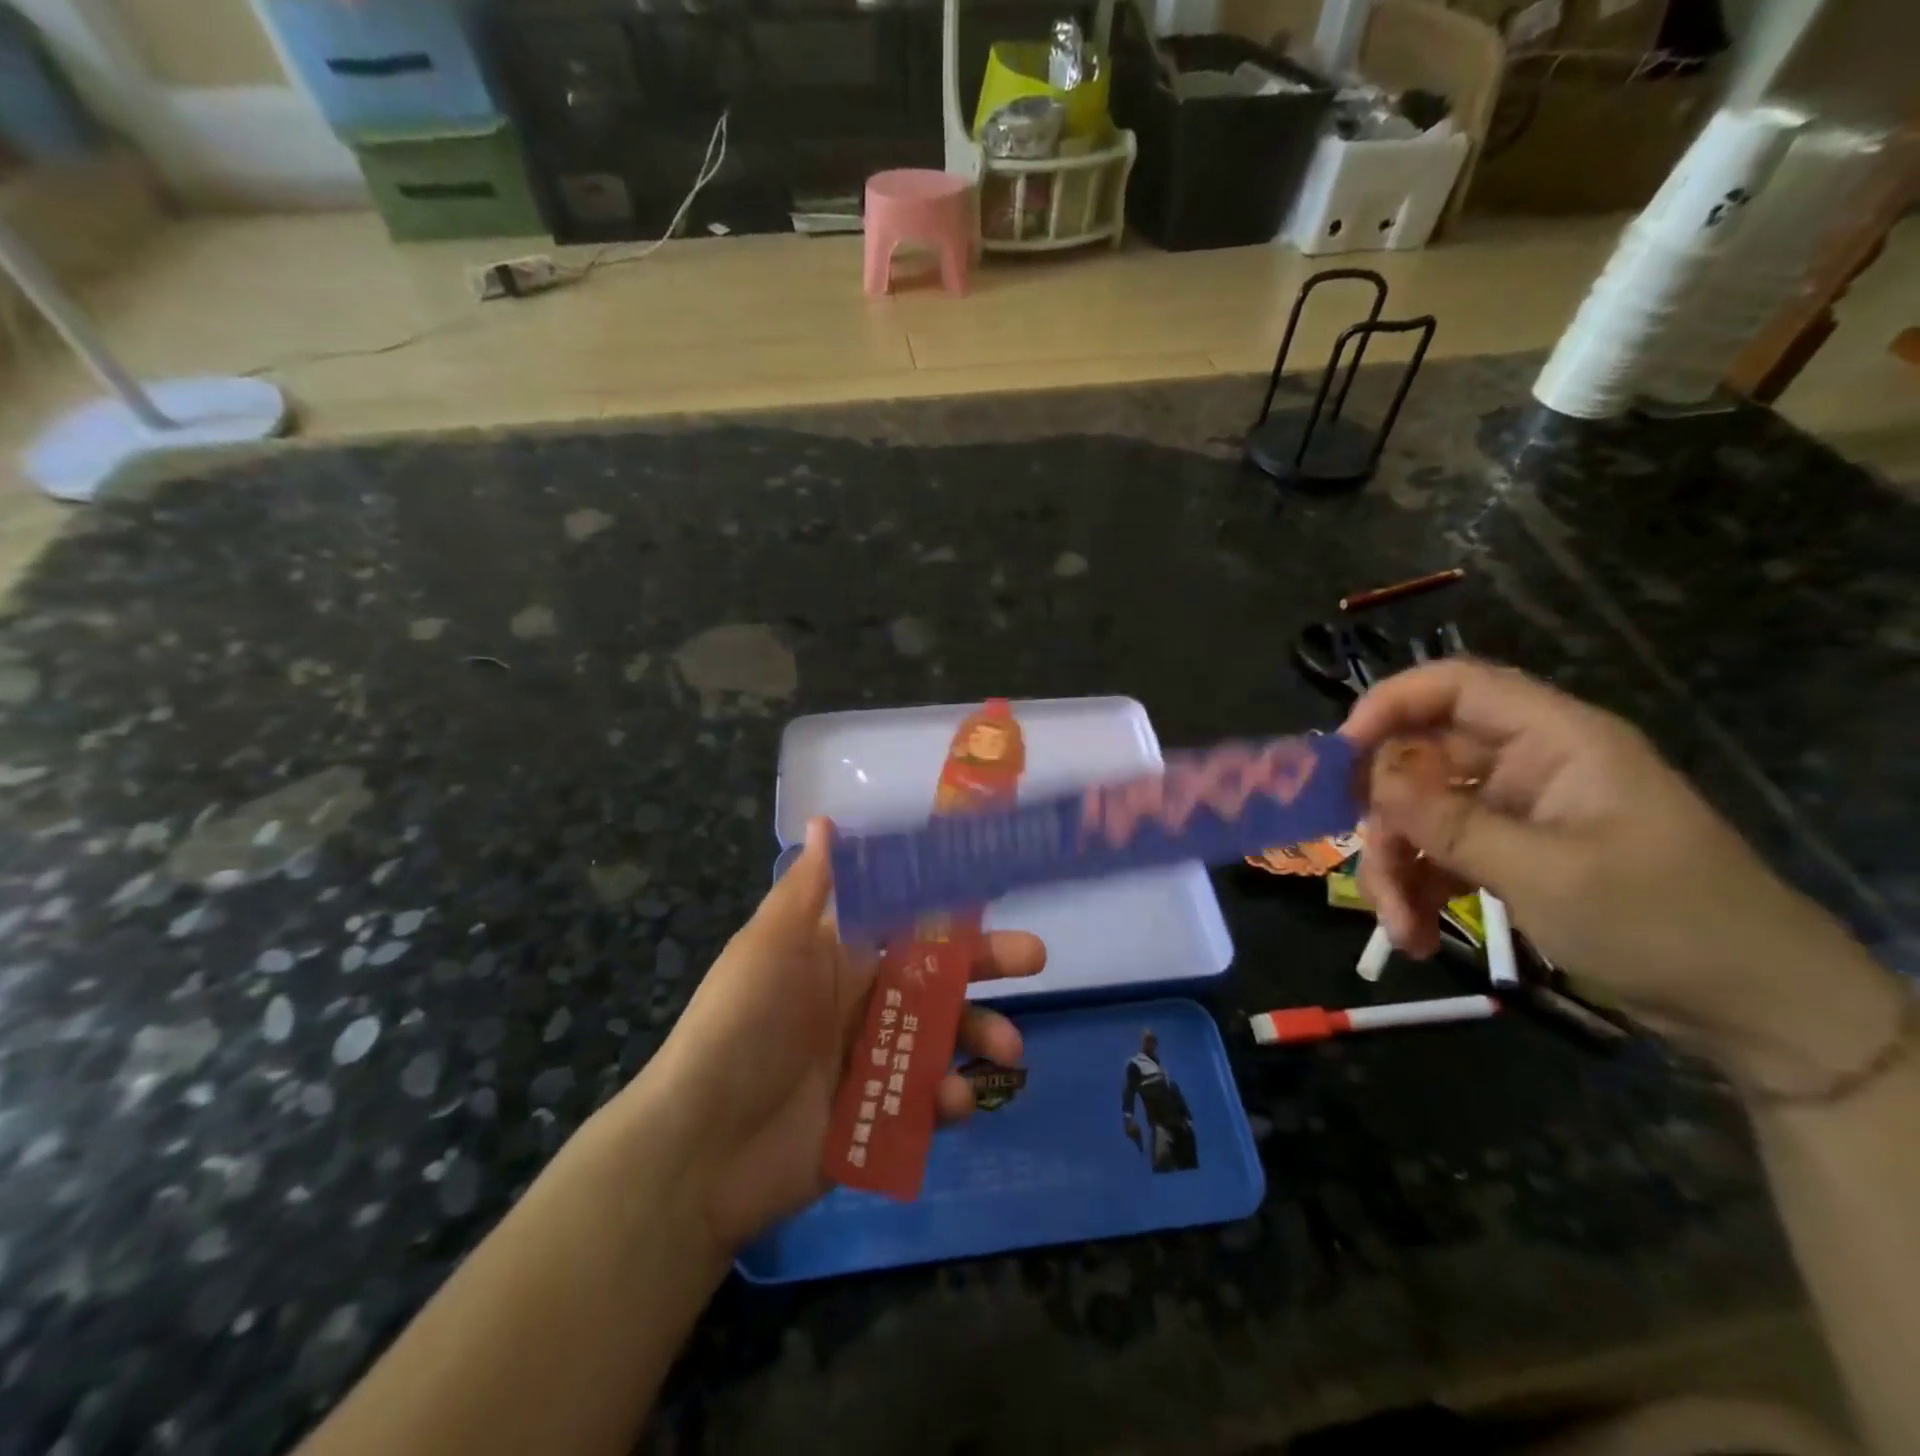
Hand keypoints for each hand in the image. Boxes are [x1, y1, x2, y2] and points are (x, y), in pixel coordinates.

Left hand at [636, 818, 1044, 1252]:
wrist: (698, 1147)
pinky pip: (925, 1101)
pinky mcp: (876, 1117)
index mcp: (840, 956)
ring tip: (1008, 1051)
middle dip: (987, 964)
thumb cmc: (739, 1027)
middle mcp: (861, 1001)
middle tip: (1034, 957)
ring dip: (980, 1036)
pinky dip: (948, 1099)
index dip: (949, 905)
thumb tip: (825, 819)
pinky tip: (954, 1102)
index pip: (907, 921)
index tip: (996, 890)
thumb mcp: (770, 946)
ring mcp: (871, 1061)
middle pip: (938, 975)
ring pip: (943, 1038)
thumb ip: (808, 889)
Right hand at [1341, 659, 1902, 1094]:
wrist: (1753, 1010)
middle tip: (1369, 870)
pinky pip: (1437, 855)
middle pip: (1421, 761)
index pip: (1456, 687)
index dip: (1390, 704)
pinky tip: (1415, 938)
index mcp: (1556, 741)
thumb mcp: (1547, 872)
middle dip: (1386, 819)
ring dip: (1396, 869)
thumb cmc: (1663, 922)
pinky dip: (1417, 893)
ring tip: (1401, 931)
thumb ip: (1449, 822)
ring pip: (1419, 815)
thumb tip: (1370, 780)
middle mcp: (1527, 765)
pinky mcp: (1507, 854)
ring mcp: (1513, 812)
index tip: (1339, 756)